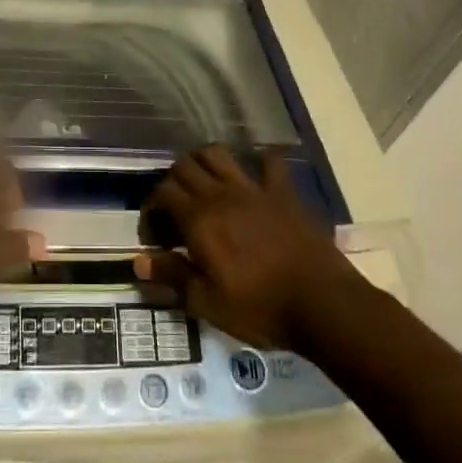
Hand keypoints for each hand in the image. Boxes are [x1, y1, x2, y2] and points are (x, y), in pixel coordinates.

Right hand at [135, 145, 363, 349]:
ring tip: (205, 183)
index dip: (151, 209)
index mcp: (199, 219)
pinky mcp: (283, 192)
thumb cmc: (260, 308)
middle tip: (176, 209)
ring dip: (204, 162)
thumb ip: (172, 276)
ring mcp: (254, 188)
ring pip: (217, 153)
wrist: (322, 304)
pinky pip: (270, 162)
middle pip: (184, 166)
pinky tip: (256, 173)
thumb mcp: (207, 302)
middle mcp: (221, 194)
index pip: (161, 193)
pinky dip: (260, 160)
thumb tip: (139, 260)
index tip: (154, 234)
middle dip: (172, 182)